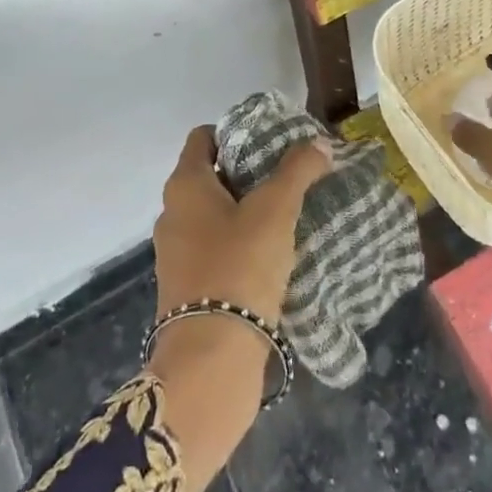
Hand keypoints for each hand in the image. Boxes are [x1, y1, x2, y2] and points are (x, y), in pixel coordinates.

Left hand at [152, 125, 330, 322]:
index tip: (269, 141)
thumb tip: (319, 142)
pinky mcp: (187, 289)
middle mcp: (172, 213)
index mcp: (185, 185)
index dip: (235, 132)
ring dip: (244, 212)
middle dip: (246, 173)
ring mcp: (176, 254)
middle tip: (286, 177)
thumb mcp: (275, 210)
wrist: (211, 359)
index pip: (203, 138)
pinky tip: (272, 256)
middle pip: (210, 176)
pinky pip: (214, 250)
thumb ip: (297, 171)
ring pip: (213, 216)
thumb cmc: (239, 266)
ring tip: (285, 216)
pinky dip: (239, 245)